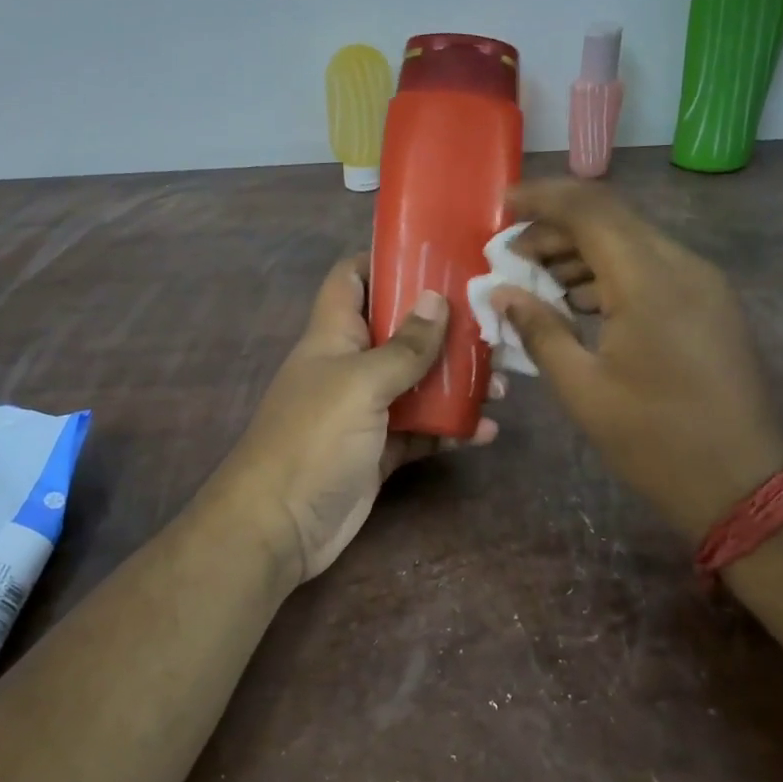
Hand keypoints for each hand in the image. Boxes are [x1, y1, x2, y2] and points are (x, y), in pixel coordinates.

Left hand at [203, 255, 500, 585]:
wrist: (280, 526)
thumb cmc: (313, 438)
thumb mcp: (360, 383)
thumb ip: (403, 346)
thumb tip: (437, 299)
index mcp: (334, 334)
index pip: (353, 277)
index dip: (386, 259)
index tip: (437, 254)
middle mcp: (350, 364)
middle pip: (399, 330)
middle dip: (444, 326)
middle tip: (493, 325)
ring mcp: (366, 410)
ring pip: (417, 382)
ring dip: (457, 382)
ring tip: (502, 384)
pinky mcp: (380, 451)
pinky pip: (422, 431)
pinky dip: (451, 429)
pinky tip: (486, 431)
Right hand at [492, 180, 782, 538]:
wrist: (744, 485)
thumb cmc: (655, 441)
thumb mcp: (583, 390)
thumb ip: (539, 331)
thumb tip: (501, 293)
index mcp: (650, 282)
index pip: (590, 209)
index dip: (542, 198)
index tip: (502, 205)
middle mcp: (682, 267)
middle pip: (611, 220)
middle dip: (556, 229)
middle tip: (511, 255)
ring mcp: (703, 284)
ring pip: (633, 242)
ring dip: (582, 251)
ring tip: (537, 281)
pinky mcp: (710, 304)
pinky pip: (653, 268)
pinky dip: (611, 273)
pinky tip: (579, 302)